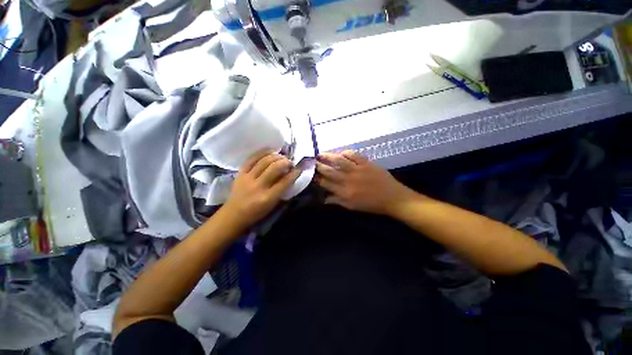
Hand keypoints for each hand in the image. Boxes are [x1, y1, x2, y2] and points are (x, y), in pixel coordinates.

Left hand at [223, 150, 300, 228]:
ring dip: (276, 156)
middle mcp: (258, 186)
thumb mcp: (273, 205)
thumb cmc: (257, 212)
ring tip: (281, 156)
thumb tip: (289, 174)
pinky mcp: (240, 173)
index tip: (300, 167)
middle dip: (285, 162)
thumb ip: (282, 190)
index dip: (295, 172)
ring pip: (264, 161)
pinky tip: (270, 151)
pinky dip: (262, 153)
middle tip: (290, 162)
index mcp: (268, 197)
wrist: (234, 214)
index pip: (285, 182)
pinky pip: (251, 158)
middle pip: (274, 168)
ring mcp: (247, 178)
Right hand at [315, 150, 416, 215]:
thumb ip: (337, 201)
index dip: (316, 178)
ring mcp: (358, 170)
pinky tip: (341, 153)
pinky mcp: (366, 163)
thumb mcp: (352, 206)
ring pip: (339, 161)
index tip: (310, 174)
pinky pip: (354, 155)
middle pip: (330, 171)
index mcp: (345, 192)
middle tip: (311, 161)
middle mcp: (349, 180)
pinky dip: (346, 152)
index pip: (326, 183)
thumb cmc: (371, 205)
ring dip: (328, 156)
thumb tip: (323, 199)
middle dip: (318, 166)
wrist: (393, 198)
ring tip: (321, 154)